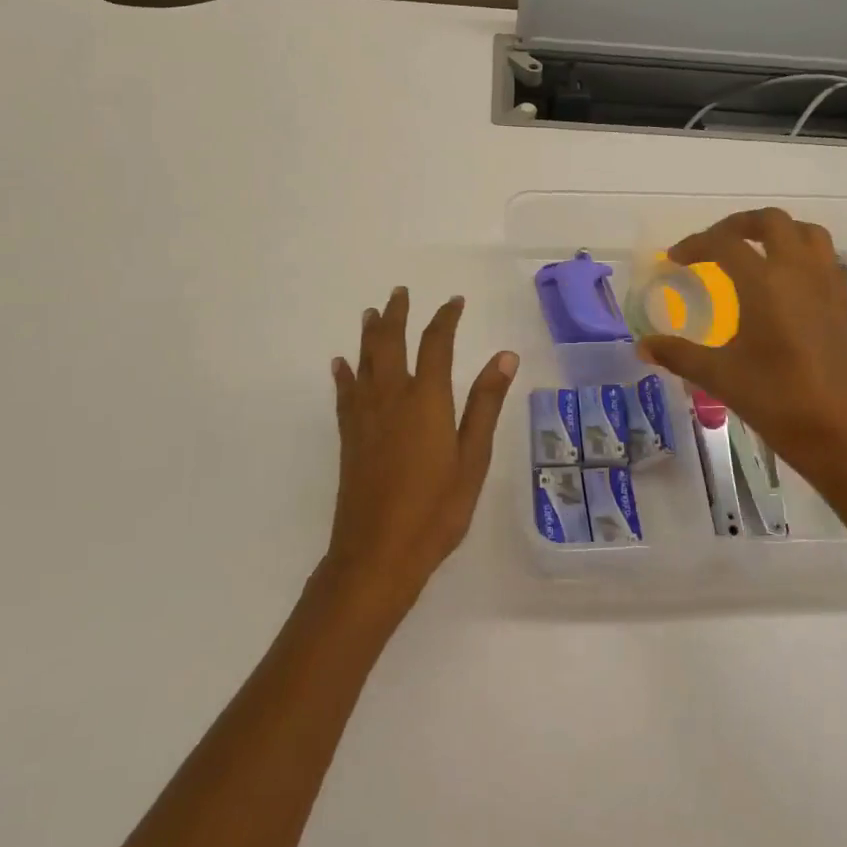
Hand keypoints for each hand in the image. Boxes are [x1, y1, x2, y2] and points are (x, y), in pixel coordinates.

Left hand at [323, 287, 518, 611]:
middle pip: (390, 343)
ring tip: (372, 313)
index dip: (445, 318)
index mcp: (426, 399)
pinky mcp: (349, 437)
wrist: (378, 554)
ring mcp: (365, 417)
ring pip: (365, 362)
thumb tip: (505, 356)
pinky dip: (344, 373)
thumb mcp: (473, 458)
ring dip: (370, 334)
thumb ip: (485, 404)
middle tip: (400, 293)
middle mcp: (392, 397)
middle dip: (396, 315)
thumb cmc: (436, 509)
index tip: (454, 301)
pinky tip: (341, 363)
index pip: (436, 344)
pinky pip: (345, 393)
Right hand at [636, 208, 846, 514]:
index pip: (725, 243)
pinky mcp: (842, 307)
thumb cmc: (777, 401)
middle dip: (738, 225)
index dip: (695, 244)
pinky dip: (801, 255)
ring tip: (753, 251)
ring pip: (807, 234)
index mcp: (765, 284)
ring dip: (777, 232)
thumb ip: (678, 354)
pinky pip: (825, 260)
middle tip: (714, 244)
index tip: (675, 259)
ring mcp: (827, 288)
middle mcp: (799, 274)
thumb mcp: (719, 377)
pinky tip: (784, 285)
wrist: (842, 436)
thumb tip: (641, 346)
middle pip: (772, 222)